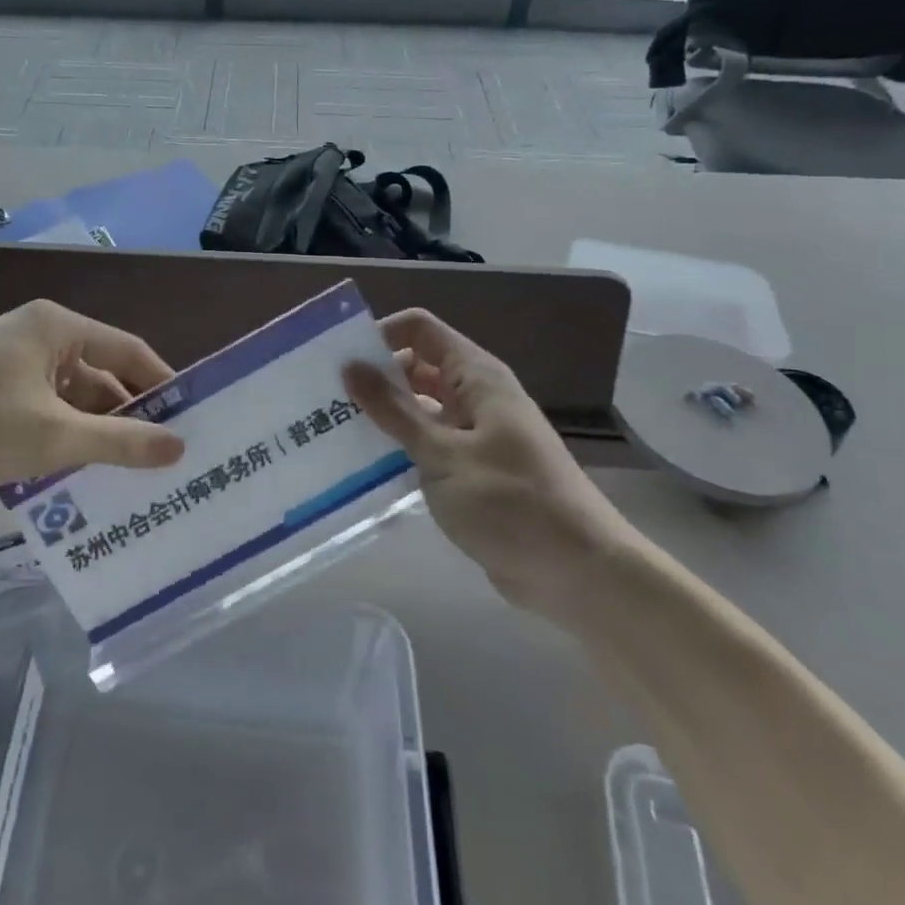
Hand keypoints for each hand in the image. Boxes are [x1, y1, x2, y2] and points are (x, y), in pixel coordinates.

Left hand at [0, 300, 184, 500]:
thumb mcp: (53, 437)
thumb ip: (120, 442)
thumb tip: (179, 447)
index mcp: (56, 326)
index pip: (127, 349)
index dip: (161, 383)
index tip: (190, 419)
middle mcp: (35, 332)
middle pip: (98, 372)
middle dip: (126, 414)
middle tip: (159, 456)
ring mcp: (8, 359)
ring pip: (69, 393)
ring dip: (92, 428)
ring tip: (123, 472)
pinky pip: (42, 405)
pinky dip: (61, 432)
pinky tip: (73, 469)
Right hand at [344, 309, 645, 623]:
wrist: (581, 575)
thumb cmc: (513, 503)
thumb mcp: (444, 454)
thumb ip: (394, 410)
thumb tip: (350, 365)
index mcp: (476, 377)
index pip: (420, 329)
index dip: (381, 334)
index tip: (340, 360)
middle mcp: (475, 396)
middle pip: (415, 367)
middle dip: (373, 377)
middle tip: (323, 398)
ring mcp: (474, 434)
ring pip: (418, 408)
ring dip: (382, 416)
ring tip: (330, 430)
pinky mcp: (471, 471)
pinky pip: (427, 445)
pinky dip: (398, 449)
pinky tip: (361, 466)